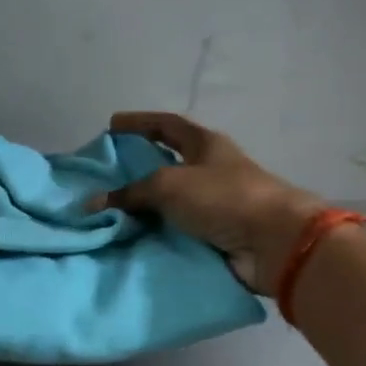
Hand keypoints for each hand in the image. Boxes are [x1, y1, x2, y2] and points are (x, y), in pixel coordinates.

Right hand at [89, 112, 325, 293]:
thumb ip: (129, 193)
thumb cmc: (223, 197)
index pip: (167, 125)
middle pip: (167, 163)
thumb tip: (93, 203)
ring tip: (109, 211)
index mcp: (205, 145)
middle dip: (137, 168)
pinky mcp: (214, 234)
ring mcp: (214, 204)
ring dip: (143, 206)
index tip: (112, 125)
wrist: (273, 243)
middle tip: (105, 175)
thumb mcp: (168, 185)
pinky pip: (175, 230)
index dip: (139, 122)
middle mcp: (210, 170)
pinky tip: (130, 237)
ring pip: (169, 201)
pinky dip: (154, 233)